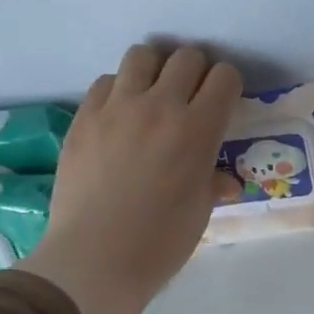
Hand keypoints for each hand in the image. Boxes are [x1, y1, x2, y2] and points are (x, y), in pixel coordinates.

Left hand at [19, 43, 241, 313]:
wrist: (96, 258)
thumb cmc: (161, 242)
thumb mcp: (200, 211)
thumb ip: (213, 182)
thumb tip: (224, 180)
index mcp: (198, 130)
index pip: (224, 77)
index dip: (228, 87)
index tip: (224, 105)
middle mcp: (160, 106)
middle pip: (186, 58)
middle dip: (196, 73)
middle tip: (192, 99)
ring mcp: (117, 107)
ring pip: (142, 55)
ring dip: (156, 70)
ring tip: (154, 96)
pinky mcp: (84, 116)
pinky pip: (107, 81)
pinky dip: (120, 90)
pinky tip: (121, 118)